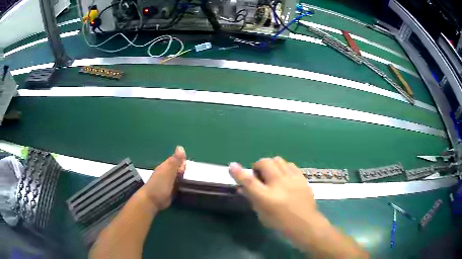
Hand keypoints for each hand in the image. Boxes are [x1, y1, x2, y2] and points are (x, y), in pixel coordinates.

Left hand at [142, 146, 185, 210]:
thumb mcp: (168, 170)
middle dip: (185, 171)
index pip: (177, 160)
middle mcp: (167, 173)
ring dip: (185, 178)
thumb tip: (180, 147)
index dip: (183, 162)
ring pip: (179, 177)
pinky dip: (183, 186)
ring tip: (193, 181)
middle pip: (179, 169)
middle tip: (191, 176)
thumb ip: (175, 160)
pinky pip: (179, 186)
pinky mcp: (171, 191)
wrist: (152, 200)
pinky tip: (188, 187)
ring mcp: (169, 183)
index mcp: (166, 166)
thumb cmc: (160, 184)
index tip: (187, 168)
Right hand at [228, 157, 317, 234]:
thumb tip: (242, 187)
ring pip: (278, 160)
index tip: (232, 165)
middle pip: (265, 163)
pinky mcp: (302, 177)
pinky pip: (290, 164)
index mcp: (267, 197)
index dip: (238, 172)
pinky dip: (283, 167)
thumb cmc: (281, 223)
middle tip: (259, 175)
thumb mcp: (262, 214)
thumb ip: (252, 199)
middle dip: (258, 165)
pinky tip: (284, 176)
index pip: (249, 181)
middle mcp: (279, 184)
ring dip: (271, 165)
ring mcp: (292, 179)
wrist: (306, 224)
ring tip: (272, 174)